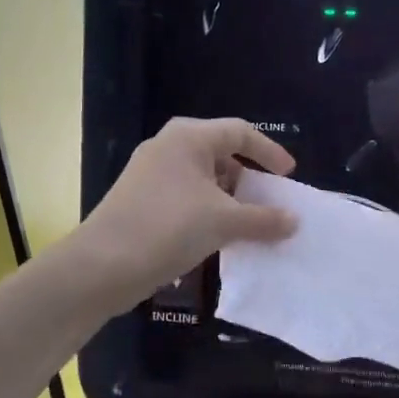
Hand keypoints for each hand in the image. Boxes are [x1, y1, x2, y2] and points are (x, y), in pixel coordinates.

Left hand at [76, 118, 297, 310]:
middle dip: (248, 180)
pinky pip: (186, 198)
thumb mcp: (224, 223)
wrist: (103, 265)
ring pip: (202, 180)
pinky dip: (208, 212)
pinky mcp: (142, 201)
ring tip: (248, 225)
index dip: (269, 152)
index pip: (240, 132)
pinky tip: (218, 238)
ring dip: (229, 200)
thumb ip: (264, 219)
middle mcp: (168, 148)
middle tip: (268, 203)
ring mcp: (151, 175)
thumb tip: (294, 221)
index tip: (288, 177)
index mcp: (188, 138)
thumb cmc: (169, 228)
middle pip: (220, 154)